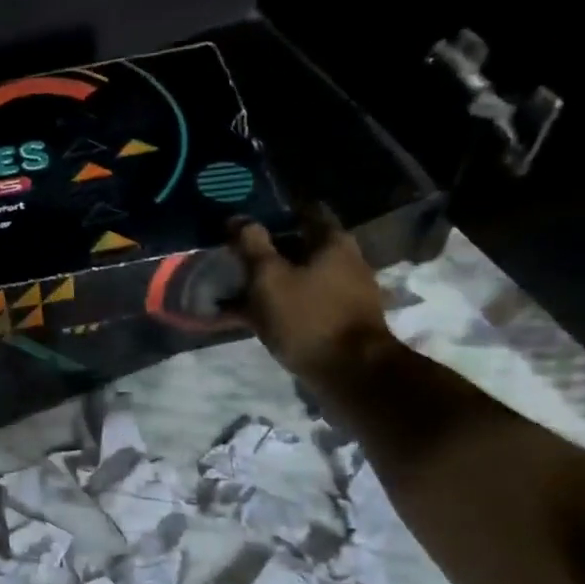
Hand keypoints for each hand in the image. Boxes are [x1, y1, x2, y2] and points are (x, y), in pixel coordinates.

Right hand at [227, 206, 393, 384]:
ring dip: (268, 282)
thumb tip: (238, 219)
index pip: (303, 210)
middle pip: (299, 246)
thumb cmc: (308, 317)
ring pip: (297, 277)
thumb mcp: (269, 278)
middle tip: (233, 258)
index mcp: (332, 241)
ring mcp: (344, 293)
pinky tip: (250, 319)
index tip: (245, 220)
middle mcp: (344, 260)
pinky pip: (301, 305)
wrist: (351, 373)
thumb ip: (251, 246)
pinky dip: (277, 306)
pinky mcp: (338, 321)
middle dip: (266, 251)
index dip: (273, 211)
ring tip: (234, 292)